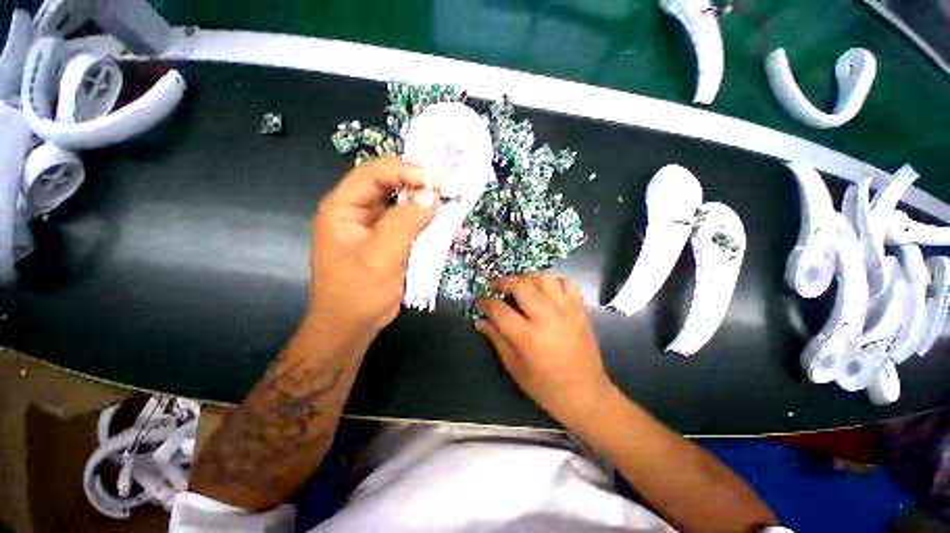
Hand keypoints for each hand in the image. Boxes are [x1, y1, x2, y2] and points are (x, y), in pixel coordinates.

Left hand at [309, 156, 439, 333]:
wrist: (351, 327)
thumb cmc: (358, 292)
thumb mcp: (381, 255)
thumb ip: (405, 222)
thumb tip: (431, 195)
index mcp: (344, 207)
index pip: (375, 174)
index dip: (406, 171)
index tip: (436, 182)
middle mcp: (359, 211)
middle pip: (392, 187)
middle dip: (421, 189)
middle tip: (449, 193)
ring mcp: (376, 227)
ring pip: (405, 207)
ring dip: (429, 211)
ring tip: (454, 215)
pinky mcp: (390, 242)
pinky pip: (412, 228)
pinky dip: (430, 230)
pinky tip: (449, 237)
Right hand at [475, 273, 614, 428]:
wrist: (587, 395)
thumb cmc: (546, 388)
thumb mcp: (515, 368)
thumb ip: (496, 340)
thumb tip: (479, 322)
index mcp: (528, 337)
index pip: (499, 310)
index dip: (485, 303)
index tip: (479, 302)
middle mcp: (547, 318)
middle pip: (521, 286)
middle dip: (503, 281)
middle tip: (495, 285)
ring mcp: (566, 310)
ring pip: (543, 278)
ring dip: (527, 277)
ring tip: (519, 284)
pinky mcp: (580, 310)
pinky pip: (566, 283)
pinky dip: (552, 280)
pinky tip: (544, 288)